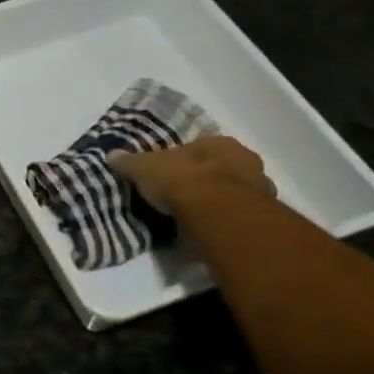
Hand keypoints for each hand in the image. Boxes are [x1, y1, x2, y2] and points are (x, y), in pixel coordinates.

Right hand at [110, 136, 275, 216]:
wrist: (218, 215)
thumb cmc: (183, 181)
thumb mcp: (145, 168)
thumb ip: (130, 162)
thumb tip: (112, 155)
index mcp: (219, 143)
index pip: (198, 147)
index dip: (182, 160)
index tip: (168, 174)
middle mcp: (245, 161)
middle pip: (221, 169)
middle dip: (204, 180)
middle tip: (182, 196)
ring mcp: (259, 190)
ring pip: (234, 193)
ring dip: (219, 202)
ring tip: (195, 218)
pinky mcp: (261, 218)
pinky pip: (238, 216)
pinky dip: (225, 222)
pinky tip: (209, 231)